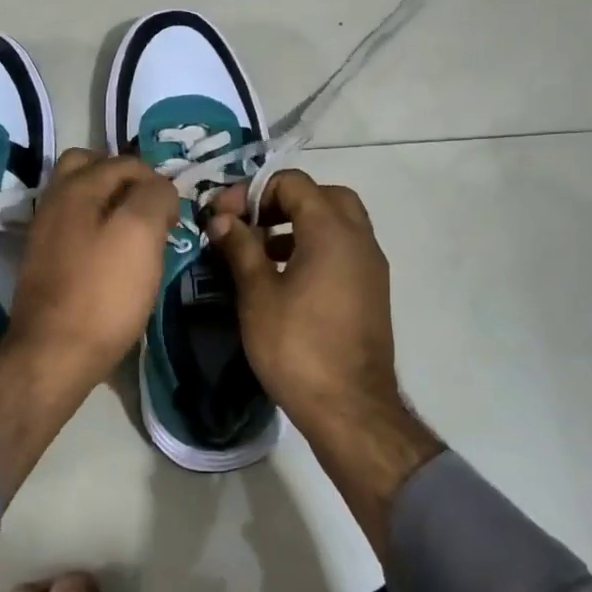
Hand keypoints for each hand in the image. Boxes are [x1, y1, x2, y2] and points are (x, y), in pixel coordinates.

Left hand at [3, 149, 180, 395]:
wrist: (54, 354)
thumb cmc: (102, 292)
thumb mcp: (140, 233)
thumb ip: (154, 196)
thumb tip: (159, 188)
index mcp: (76, 186)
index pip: (126, 162)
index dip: (157, 183)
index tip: (174, 218)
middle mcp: (54, 201)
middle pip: (92, 170)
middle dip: (126, 183)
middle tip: (150, 213)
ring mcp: (45, 233)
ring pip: (84, 201)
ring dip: (112, 208)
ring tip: (139, 239)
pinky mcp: (45, 263)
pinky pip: (77, 230)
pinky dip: (99, 232)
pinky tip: (116, 260)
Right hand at [205, 170, 398, 427]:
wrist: (350, 409)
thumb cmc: (297, 346)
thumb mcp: (257, 293)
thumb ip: (240, 247)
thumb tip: (221, 219)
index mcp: (331, 231)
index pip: (292, 183)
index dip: (253, 192)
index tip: (223, 217)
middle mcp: (358, 239)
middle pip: (321, 196)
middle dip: (281, 202)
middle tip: (250, 225)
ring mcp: (370, 265)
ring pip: (336, 223)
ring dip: (298, 225)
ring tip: (259, 252)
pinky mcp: (371, 290)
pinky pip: (343, 249)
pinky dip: (314, 247)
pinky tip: (284, 278)